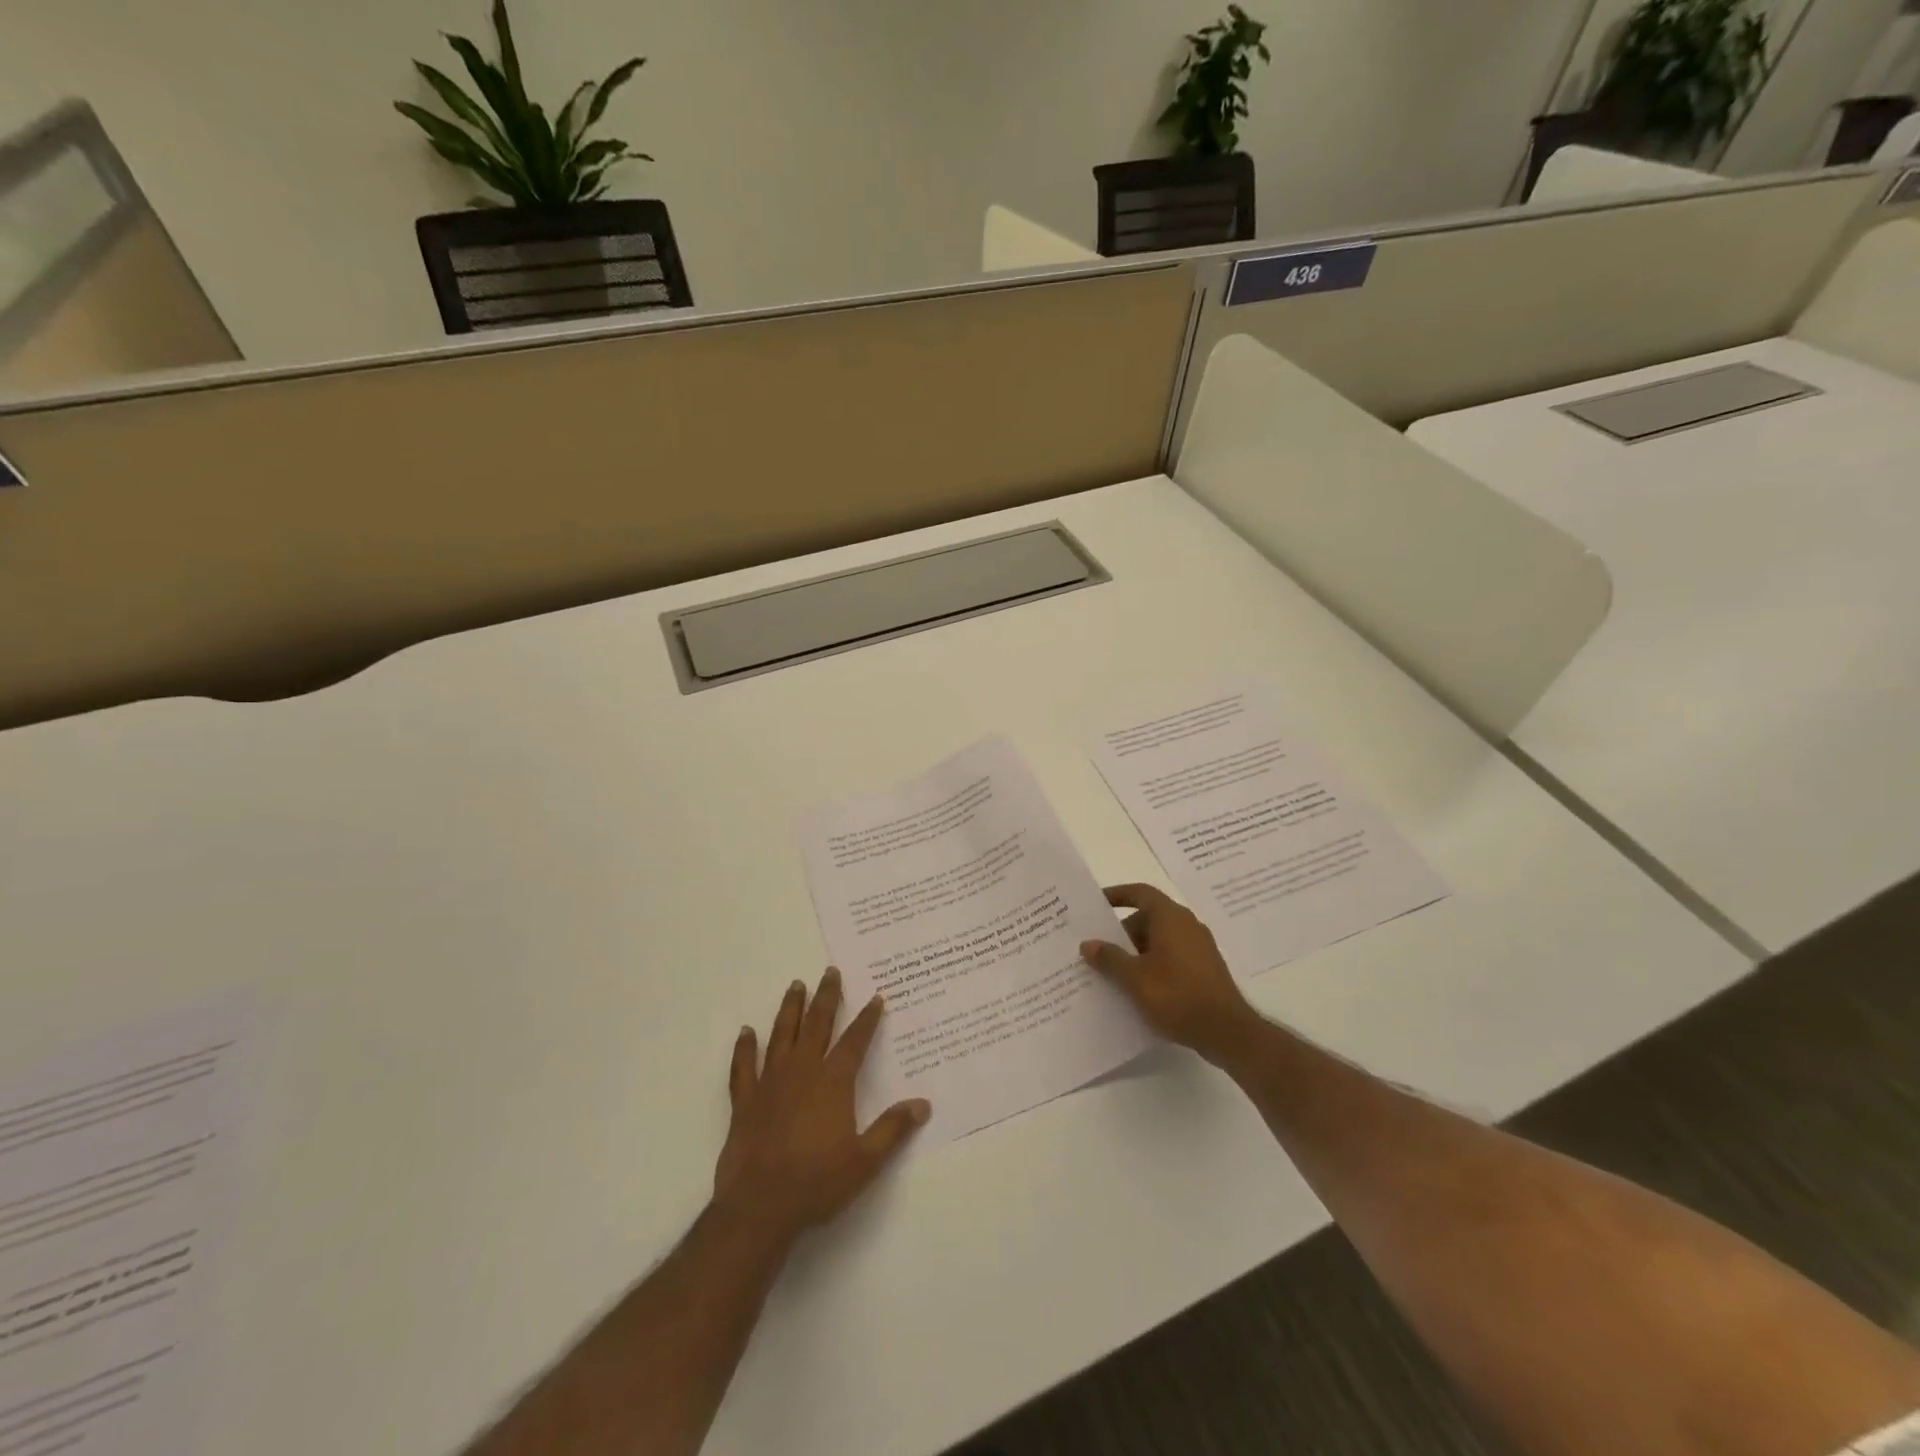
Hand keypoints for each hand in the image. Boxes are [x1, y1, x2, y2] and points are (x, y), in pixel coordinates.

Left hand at [713, 969, 929, 1248]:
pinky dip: (745, 1048)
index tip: (875, 997)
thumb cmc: (817, 1183)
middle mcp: (802, 1071)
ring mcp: (770, 1083)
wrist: (759, 1207)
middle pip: (817, 1025)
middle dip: (826, 997)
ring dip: (790, 1009)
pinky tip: (746, 1031)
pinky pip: (744, 1067)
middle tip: (830, 972)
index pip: (855, 1041)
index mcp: (833, 1082)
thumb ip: (893, 1129)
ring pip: (782, 1035)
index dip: (867, 1018)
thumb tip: (923, 1104)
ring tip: (795, 985)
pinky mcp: (745, 1101)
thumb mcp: (865, 1161)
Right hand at [1081, 883, 1257, 1065]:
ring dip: (1136, 951)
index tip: (1096, 903)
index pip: (1140, 893)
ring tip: (1113, 972)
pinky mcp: (1205, 970)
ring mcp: (1199, 948)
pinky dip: (1153, 965)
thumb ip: (1110, 958)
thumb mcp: (1135, 978)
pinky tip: (1139, 989)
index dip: (1117, 894)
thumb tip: (1088, 944)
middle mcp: (1187, 925)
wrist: (1227, 1032)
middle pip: (1148, 918)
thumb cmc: (1177, 995)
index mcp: (1171, 917)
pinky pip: (1172, 957)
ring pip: (1160, 940)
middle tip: (1099, 949)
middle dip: (1122, 932)